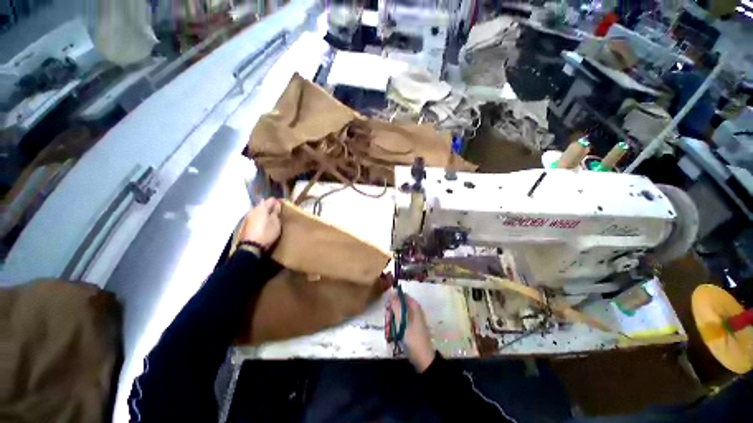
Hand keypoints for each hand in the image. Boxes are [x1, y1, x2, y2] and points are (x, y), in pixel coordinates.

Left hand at [239, 198, 281, 251]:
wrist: (252, 246)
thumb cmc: (267, 232)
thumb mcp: (276, 222)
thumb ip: (276, 212)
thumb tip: (277, 204)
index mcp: (262, 207)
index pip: (271, 199)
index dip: (278, 201)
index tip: (285, 205)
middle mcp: (254, 209)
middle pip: (264, 204)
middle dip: (272, 206)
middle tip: (280, 212)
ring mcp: (249, 216)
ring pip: (260, 210)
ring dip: (267, 212)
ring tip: (274, 217)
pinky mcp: (248, 223)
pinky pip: (257, 216)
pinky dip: (263, 217)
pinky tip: (267, 222)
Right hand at [385, 290, 435, 372]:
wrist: (423, 358)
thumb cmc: (412, 338)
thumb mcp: (402, 320)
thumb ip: (396, 306)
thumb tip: (390, 293)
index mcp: (414, 306)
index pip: (401, 295)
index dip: (392, 298)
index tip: (386, 306)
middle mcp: (414, 309)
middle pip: (398, 304)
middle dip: (391, 311)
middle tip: (388, 320)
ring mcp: (413, 319)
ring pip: (398, 313)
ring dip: (392, 320)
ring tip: (389, 329)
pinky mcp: (411, 327)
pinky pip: (400, 321)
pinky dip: (395, 325)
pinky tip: (393, 333)